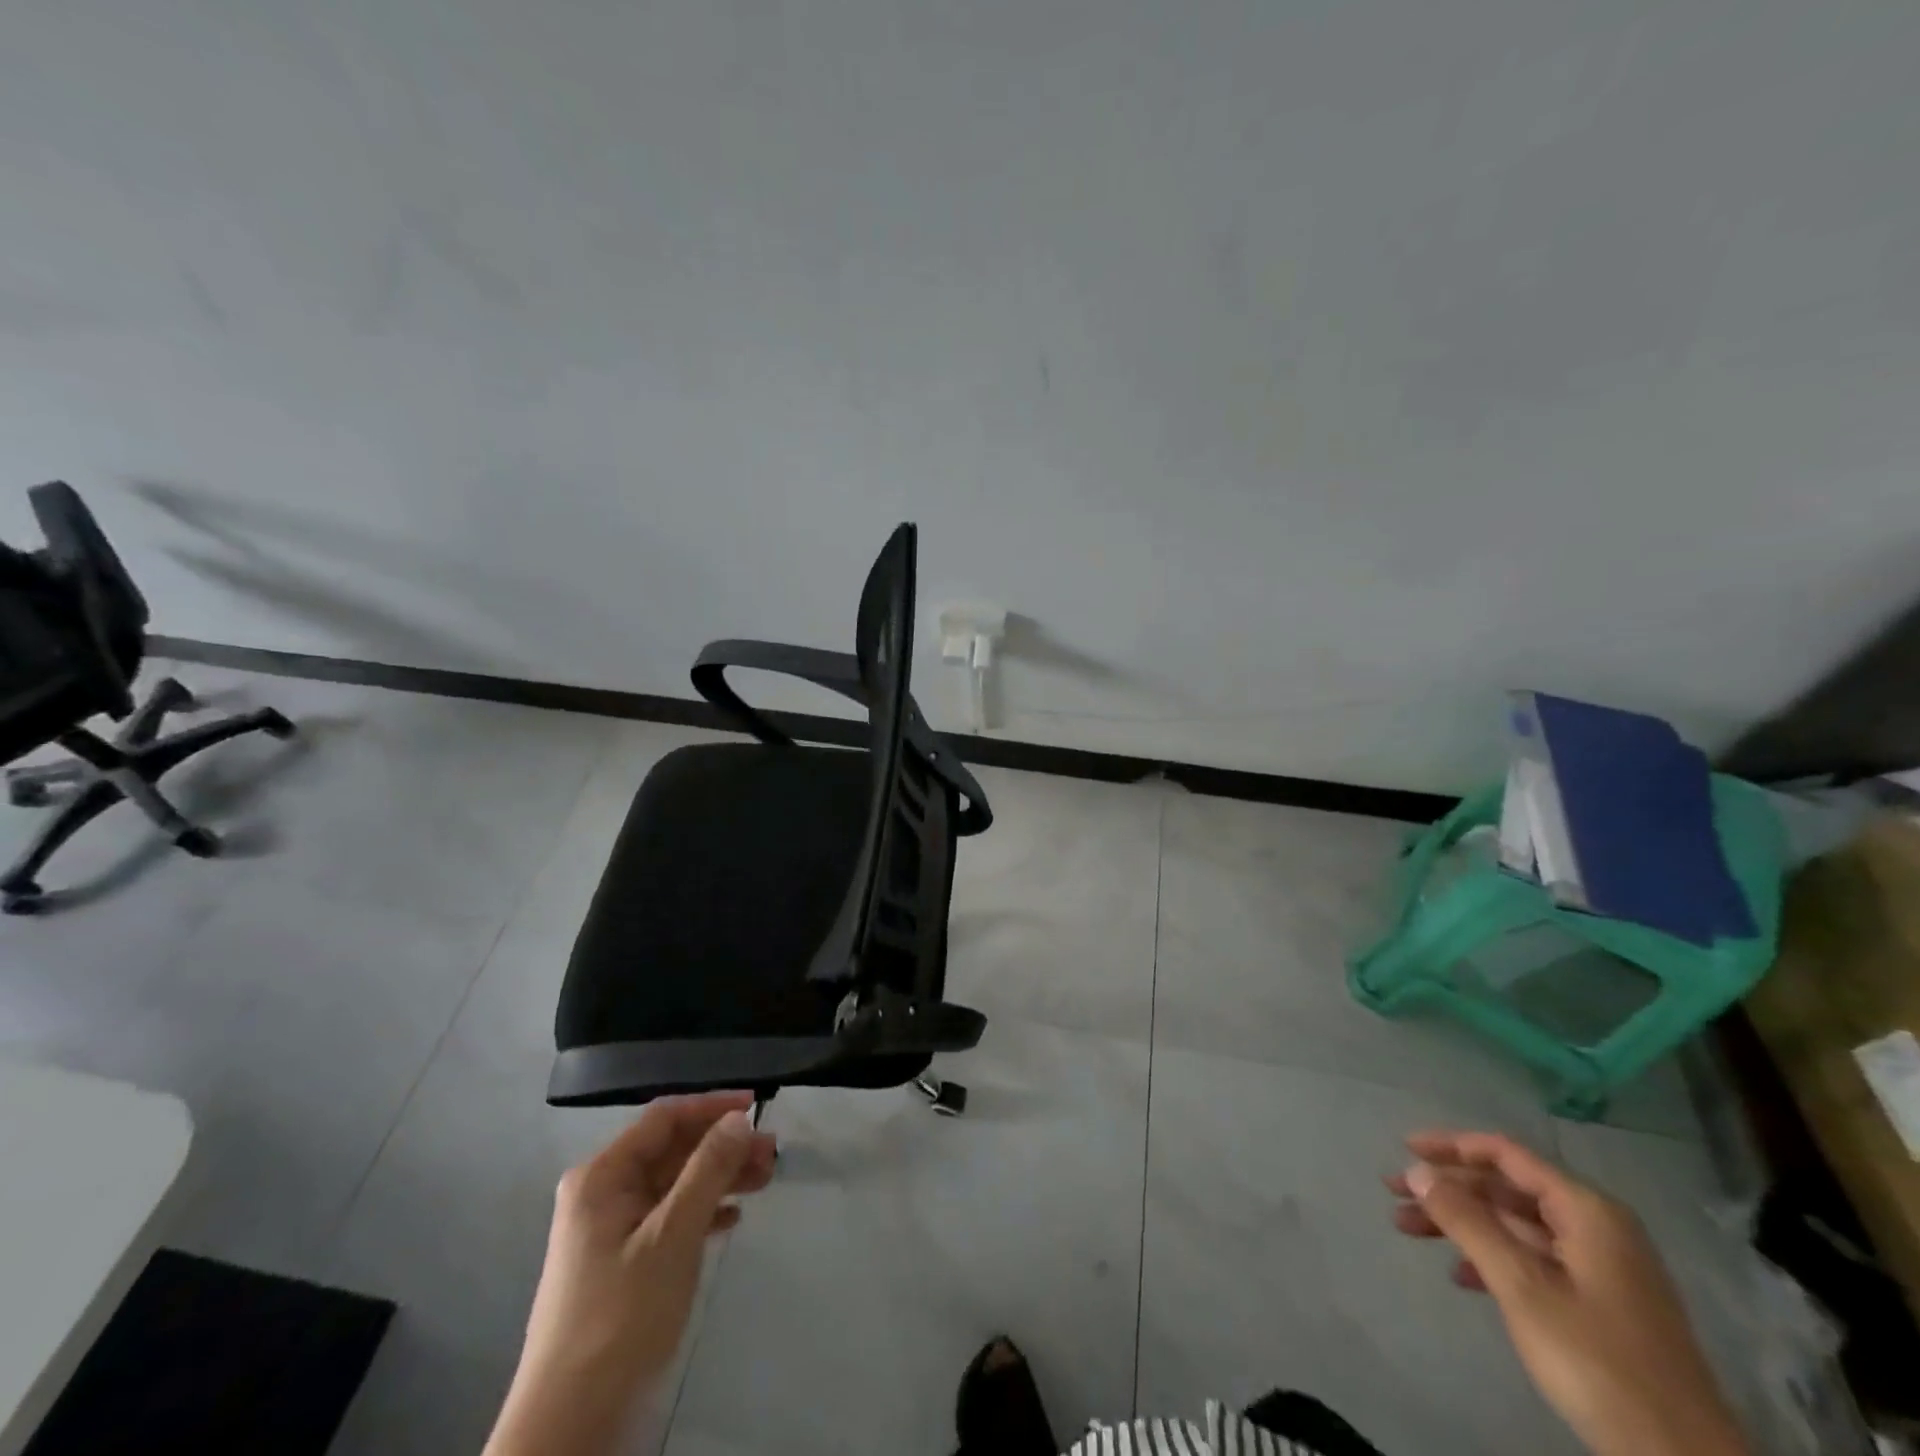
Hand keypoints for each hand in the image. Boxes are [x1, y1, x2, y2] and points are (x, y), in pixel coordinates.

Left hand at [485, 1092, 778, 1455]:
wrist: (570, 1425)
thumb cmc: (621, 1316)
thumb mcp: (673, 1235)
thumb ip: (708, 1170)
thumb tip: (738, 1119)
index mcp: (602, 1176)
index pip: (664, 1118)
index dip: (711, 1106)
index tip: (757, 1105)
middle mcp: (603, 1192)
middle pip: (672, 1150)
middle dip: (722, 1146)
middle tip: (771, 1152)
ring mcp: (610, 1229)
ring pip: (675, 1184)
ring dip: (719, 1177)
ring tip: (765, 1179)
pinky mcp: (621, 1261)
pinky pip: (669, 1217)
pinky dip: (703, 1211)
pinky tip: (732, 1219)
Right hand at [1389, 1131, 1745, 1455]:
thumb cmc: (1598, 1360)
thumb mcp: (1521, 1286)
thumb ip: (1467, 1222)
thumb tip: (1418, 1171)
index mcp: (1587, 1211)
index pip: (1506, 1155)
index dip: (1452, 1146)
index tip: (1405, 1148)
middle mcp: (1597, 1227)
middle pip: (1507, 1188)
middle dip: (1449, 1189)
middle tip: (1395, 1193)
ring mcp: (1603, 1268)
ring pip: (1515, 1225)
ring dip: (1462, 1223)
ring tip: (1409, 1229)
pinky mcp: (1602, 1304)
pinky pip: (1533, 1258)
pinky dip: (1491, 1257)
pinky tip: (1459, 1275)